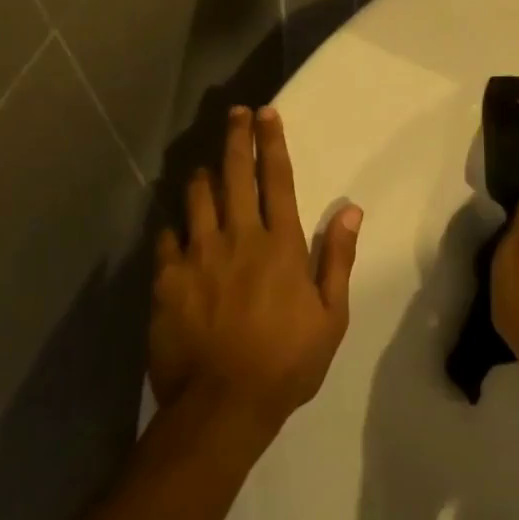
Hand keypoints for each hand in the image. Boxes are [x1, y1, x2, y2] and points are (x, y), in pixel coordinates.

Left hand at [149, 106, 361, 433]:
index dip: (271, 143)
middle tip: (234, 113)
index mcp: (281, 245)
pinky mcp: (167, 281)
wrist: (222, 405)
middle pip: (234, 176)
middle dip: (235, 139)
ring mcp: (197, 257)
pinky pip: (167, 239)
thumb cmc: (287, 362)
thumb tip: (352, 210)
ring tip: (204, 165)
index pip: (277, 180)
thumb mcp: (331, 316)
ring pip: (197, 199)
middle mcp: (238, 239)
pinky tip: (177, 226)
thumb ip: (338, 259)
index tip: (267, 114)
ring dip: (202, 176)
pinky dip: (175, 227)